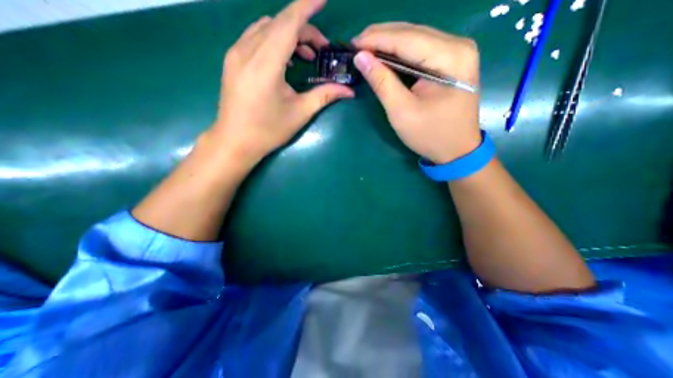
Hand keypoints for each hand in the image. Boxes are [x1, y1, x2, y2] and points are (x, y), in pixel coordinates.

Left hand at [211, 0, 352, 166]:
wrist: (235, 141)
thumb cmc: (268, 131)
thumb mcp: (299, 113)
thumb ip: (324, 96)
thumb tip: (348, 91)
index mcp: (265, 65)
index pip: (288, 24)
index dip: (306, 7)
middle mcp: (246, 52)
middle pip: (278, 24)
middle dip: (304, 29)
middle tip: (321, 49)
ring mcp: (236, 54)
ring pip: (266, 28)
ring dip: (289, 35)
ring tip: (305, 56)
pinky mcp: (232, 60)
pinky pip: (255, 37)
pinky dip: (274, 40)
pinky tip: (285, 60)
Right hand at [353, 23, 483, 163]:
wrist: (456, 149)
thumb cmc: (430, 135)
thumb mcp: (402, 112)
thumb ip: (382, 83)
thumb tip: (361, 58)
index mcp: (451, 58)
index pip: (407, 39)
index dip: (376, 39)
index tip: (352, 44)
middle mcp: (458, 46)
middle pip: (412, 32)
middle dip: (381, 37)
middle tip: (356, 45)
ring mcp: (457, 52)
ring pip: (415, 38)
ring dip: (389, 42)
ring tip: (366, 48)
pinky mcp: (451, 61)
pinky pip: (420, 49)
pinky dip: (399, 51)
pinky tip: (384, 55)